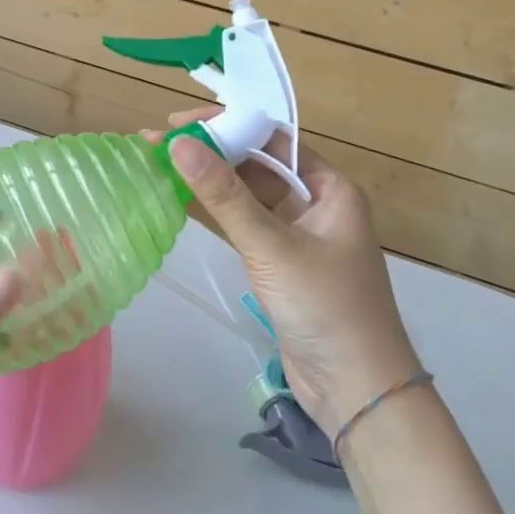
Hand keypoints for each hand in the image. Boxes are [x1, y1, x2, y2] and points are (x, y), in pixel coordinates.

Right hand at [155, 109, 419, 433]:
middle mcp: (313, 203)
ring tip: (157, 165)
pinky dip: (212, 212)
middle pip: (255, 164)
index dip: (227, 124)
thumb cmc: (325, 307)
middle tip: (158, 144)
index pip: (272, 139)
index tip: (180, 122)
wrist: (357, 391)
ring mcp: (295, 234)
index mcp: (328, 188)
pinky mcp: (277, 262)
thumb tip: (179, 144)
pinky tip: (177, 200)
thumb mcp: (272, 247)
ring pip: (244, 195)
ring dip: (205, 181)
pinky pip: (240, 224)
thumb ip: (224, 196)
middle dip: (209, 152)